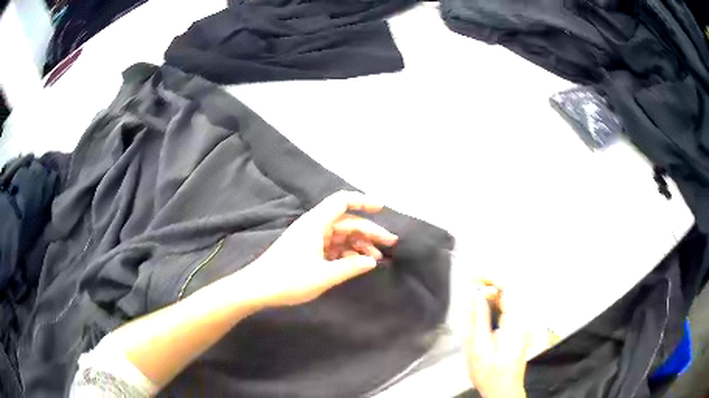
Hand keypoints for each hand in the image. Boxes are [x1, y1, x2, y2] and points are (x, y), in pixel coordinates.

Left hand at [242, 191, 397, 307]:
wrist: (257, 288)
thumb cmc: (289, 279)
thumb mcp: (324, 275)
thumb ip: (351, 266)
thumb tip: (372, 261)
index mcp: (316, 223)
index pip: (342, 201)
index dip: (363, 201)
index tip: (382, 209)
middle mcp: (314, 226)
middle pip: (346, 221)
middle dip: (369, 231)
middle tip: (390, 244)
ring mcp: (310, 238)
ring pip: (341, 235)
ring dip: (359, 244)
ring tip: (376, 258)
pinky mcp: (307, 249)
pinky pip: (332, 246)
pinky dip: (346, 252)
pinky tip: (357, 263)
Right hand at [466, 284, 530, 397]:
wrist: (503, 389)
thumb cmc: (491, 373)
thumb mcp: (478, 346)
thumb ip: (478, 318)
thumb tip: (476, 296)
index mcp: (514, 322)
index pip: (508, 287)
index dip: (491, 278)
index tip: (476, 278)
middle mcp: (522, 320)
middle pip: (508, 292)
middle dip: (488, 288)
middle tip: (471, 289)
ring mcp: (522, 325)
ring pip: (508, 301)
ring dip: (491, 298)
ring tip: (474, 303)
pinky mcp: (519, 330)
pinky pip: (508, 311)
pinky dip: (495, 308)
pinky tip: (484, 315)